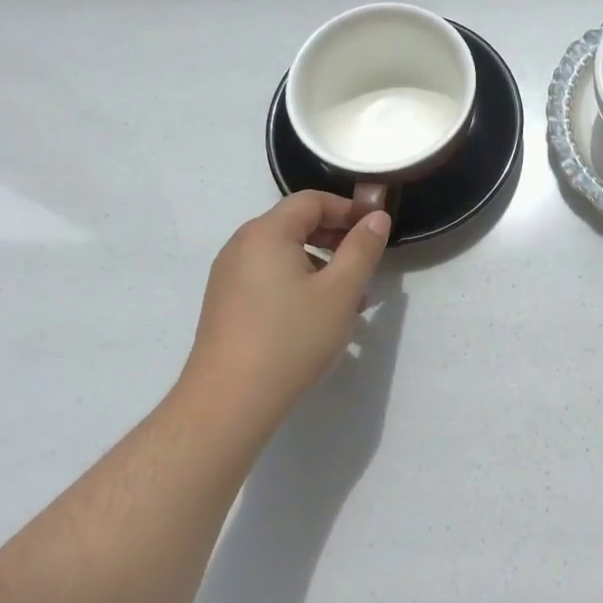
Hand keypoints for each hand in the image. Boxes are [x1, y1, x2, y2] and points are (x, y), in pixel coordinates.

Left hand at [182, 192, 389, 424]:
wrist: (229, 401)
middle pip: (295, 224)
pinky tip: (318, 317)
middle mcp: (241, 245)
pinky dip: (298, 283)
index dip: (348, 209)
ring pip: (284, 254)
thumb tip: (377, 217)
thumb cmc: (291, 338)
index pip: (312, 201)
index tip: (376, 229)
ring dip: (321, 264)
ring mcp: (228, 276)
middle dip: (336, 238)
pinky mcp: (225, 303)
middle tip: (366, 262)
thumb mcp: (341, 291)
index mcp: (266, 233)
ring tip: (350, 299)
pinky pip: (268, 277)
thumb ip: (362, 249)